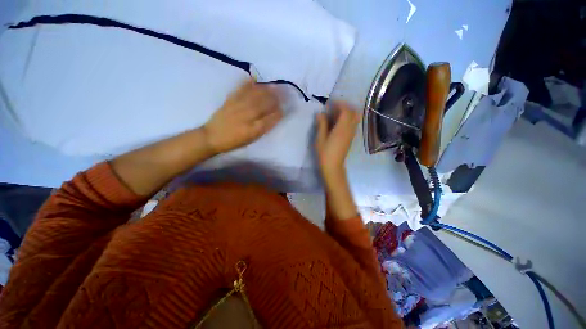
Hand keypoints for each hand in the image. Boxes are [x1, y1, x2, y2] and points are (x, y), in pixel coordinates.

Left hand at [203, 80, 282, 153]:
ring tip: (273, 86)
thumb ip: (262, 129)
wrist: (212, 137)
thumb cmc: (234, 141)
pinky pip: (239, 90)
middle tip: (283, 93)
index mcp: (253, 129)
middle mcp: (247, 117)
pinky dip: (247, 83)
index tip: (284, 108)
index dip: (278, 113)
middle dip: (275, 99)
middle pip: (263, 105)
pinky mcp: (229, 101)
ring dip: (265, 90)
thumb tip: (273, 118)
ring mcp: (237, 107)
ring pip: (254, 96)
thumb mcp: (251, 139)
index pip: (270, 119)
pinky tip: (254, 78)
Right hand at [315, 101, 360, 179]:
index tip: (330, 103)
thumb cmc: (325, 153)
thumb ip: (321, 125)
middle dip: (345, 107)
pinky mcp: (351, 138)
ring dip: (347, 113)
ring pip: (355, 118)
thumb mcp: (320, 138)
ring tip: (335, 115)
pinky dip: (348, 120)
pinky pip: (353, 124)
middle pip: (353, 112)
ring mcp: (352, 134)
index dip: (339, 104)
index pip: (346, 110)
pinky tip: (338, 123)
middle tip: (334, 108)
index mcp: (342, 128)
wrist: (333, 166)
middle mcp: (349, 129)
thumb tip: (320, 113)